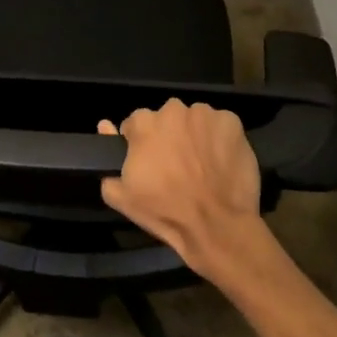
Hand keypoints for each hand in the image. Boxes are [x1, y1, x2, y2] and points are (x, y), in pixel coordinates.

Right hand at [98, 99, 267, 280]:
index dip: (141, 144)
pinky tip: (221, 161)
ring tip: (201, 165)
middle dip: (169, 136)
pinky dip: (220, 139)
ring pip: (194, 120)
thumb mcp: (122, 197)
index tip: (149, 164)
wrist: (217, 225)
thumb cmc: (165, 211)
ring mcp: (205, 114)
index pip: (136, 125)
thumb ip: (107, 161)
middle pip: (166, 119)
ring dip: (194, 135)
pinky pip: (220, 125)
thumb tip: (104, 127)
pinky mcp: (232, 122)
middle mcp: (173, 110)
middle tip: (176, 166)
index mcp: (144, 123)